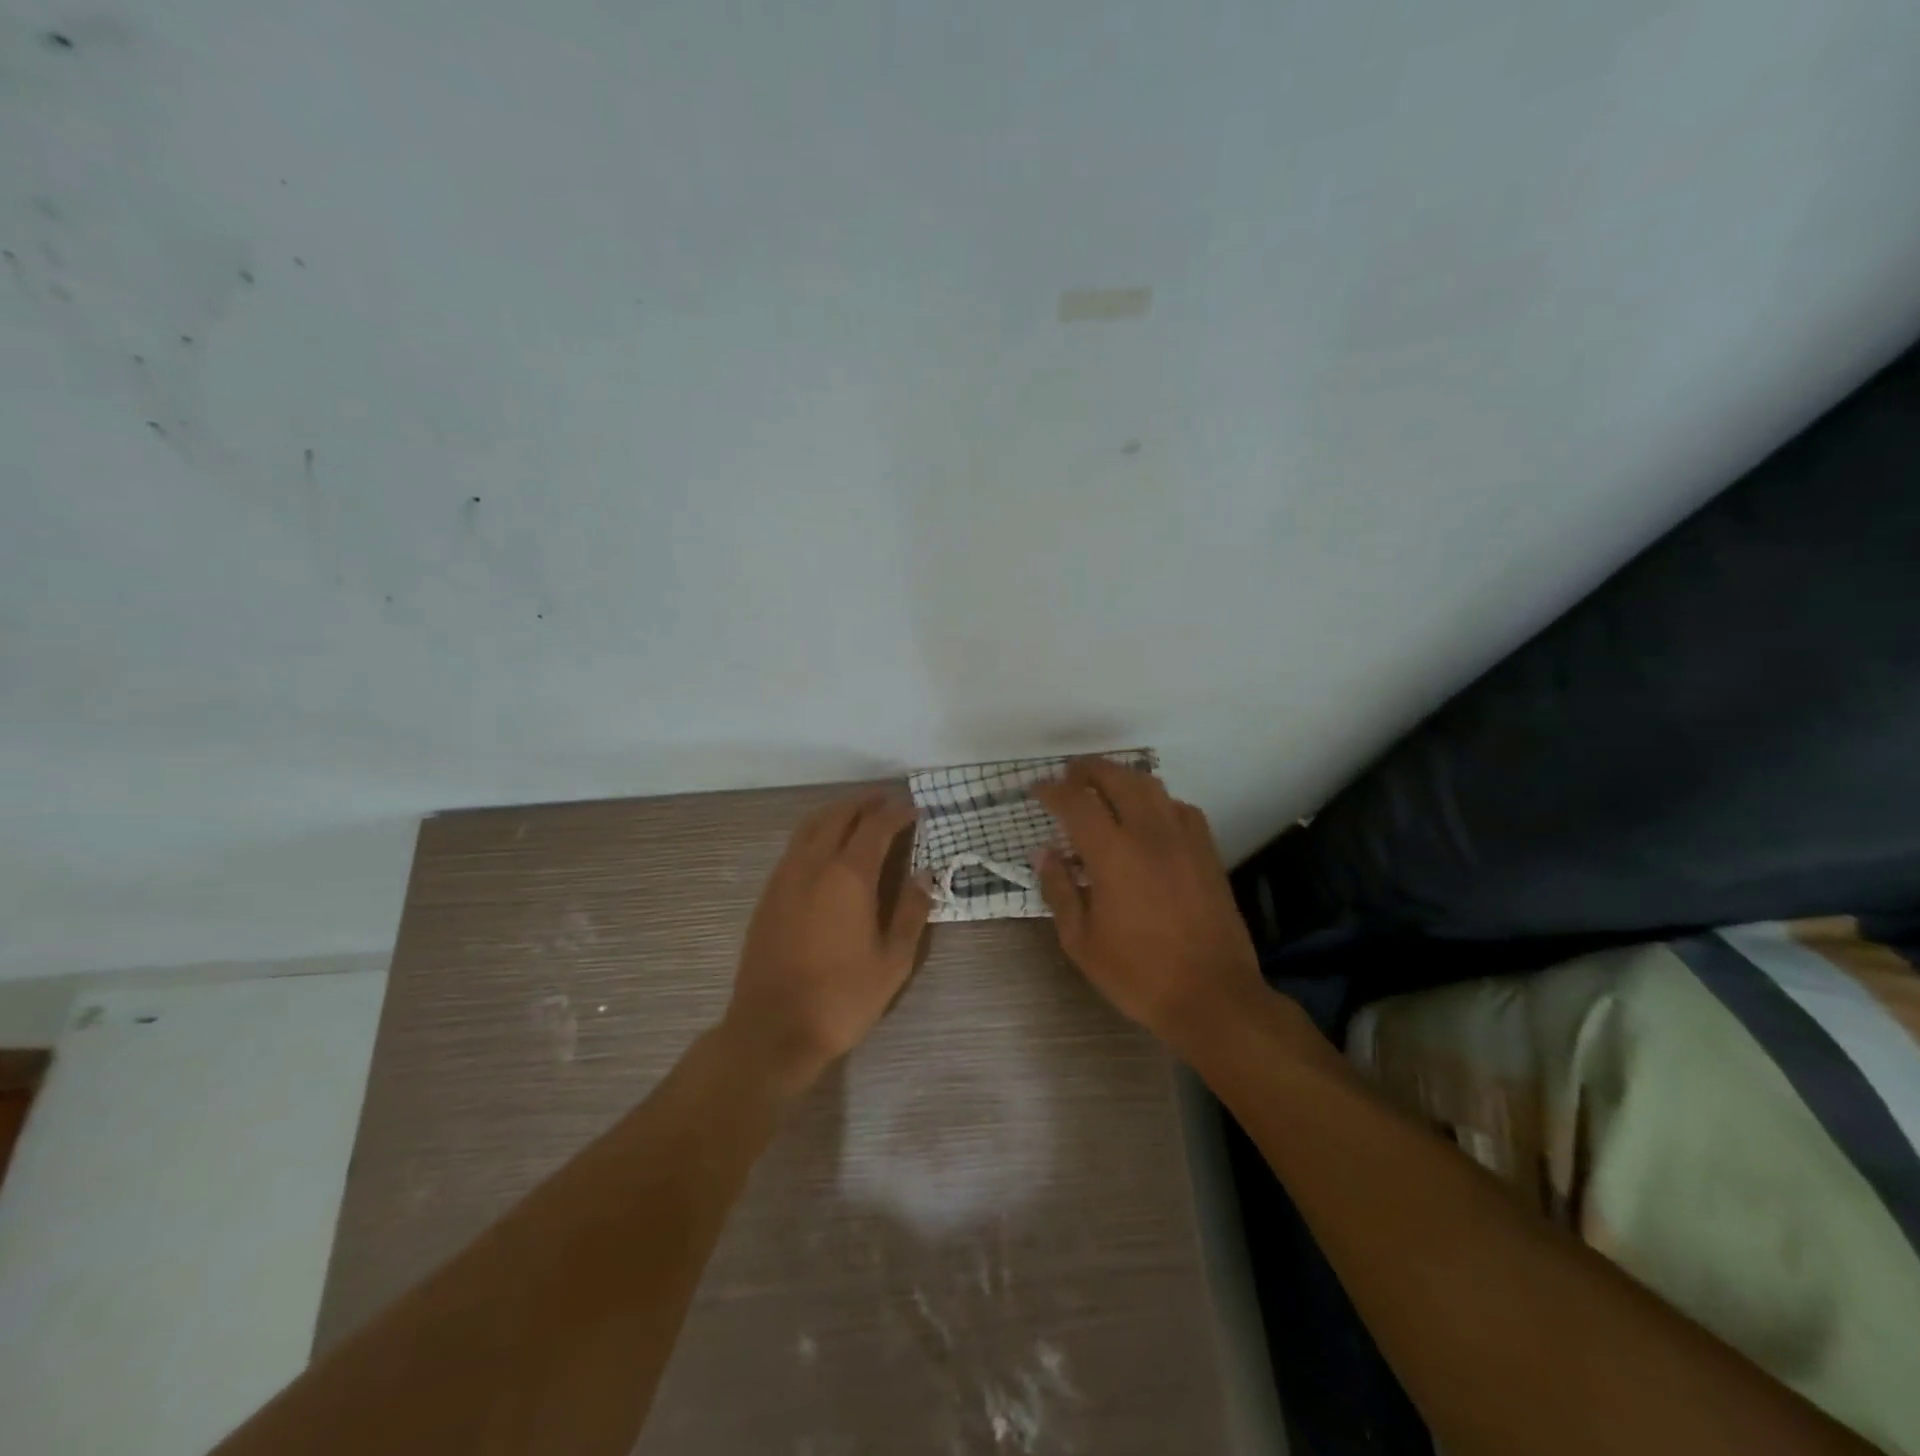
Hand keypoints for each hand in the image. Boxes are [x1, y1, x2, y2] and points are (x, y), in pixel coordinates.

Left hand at [723, 789, 932, 1094]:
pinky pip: (795, 846)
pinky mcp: (768, 894)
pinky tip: (826, 848)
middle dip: (865, 803)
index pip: (876, 827)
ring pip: (811, 826)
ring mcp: (785, 877)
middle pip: (839, 815)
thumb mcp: (893, 960)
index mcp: (848, 876)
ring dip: (837, 812)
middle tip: (887, 801)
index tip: (915, 810)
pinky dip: (816, 832)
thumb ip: (911, 911)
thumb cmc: (842, 997)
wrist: (773, 1029)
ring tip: (858, 814)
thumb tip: (925, 875)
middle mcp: (813, 865)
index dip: (897, 813)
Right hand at [1032, 759, 1266, 1054]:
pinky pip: (1179, 807)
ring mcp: (1184, 838)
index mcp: (1113, 854)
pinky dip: (1156, 801)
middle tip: (1068, 777)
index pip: (1076, 802)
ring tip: (1103, 790)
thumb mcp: (1081, 941)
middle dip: (1087, 770)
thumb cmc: (1138, 974)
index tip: (1036, 790)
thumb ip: (1059, 890)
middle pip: (1117, 778)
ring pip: (1151, 786)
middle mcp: (1149, 833)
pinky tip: (1148, 819)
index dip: (1051, 790)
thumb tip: (1043, 853)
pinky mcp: (1207, 851)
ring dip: (1121, 779)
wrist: (1213, 996)